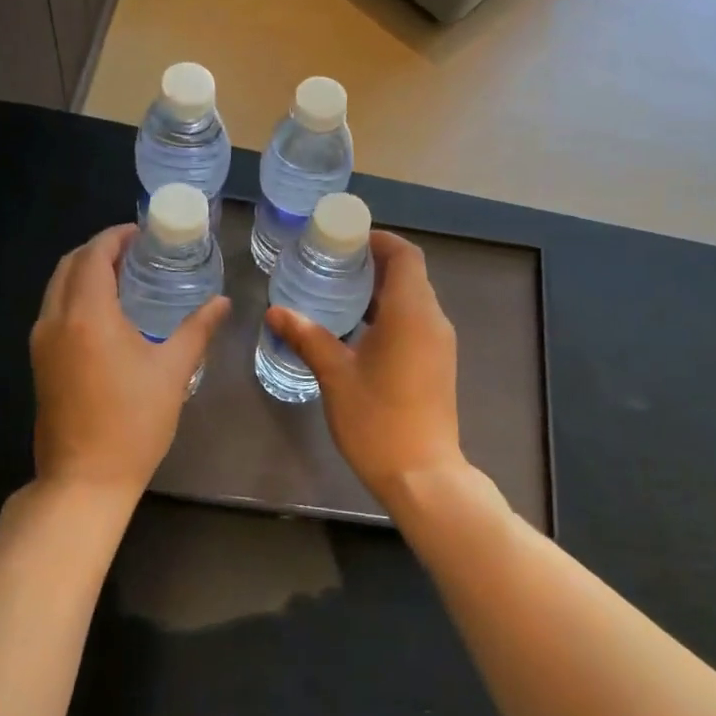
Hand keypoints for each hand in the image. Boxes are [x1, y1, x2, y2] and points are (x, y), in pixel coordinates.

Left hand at [30, 225, 229, 504]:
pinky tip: (107, 311)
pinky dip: (76, 294)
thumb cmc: (133, 422)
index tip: (142, 232)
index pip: (95, 256)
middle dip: (100, 250)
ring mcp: (42, 342)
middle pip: (70, 265)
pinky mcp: (39, 362)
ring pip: (57, 287)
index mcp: (88, 315)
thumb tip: (223, 302)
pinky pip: (54, 309)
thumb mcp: (173, 371)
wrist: (84, 479)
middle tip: (136, 250)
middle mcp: (56, 320)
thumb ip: (198, 329)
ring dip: (85, 272)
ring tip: (124, 275)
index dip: (116, 237)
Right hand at [264, 231, 465, 506]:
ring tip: (340, 292)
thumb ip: (308, 337)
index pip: (404, 255)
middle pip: (410, 274)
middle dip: (375, 263)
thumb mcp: (335, 375)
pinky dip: (391, 313)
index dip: (379, 241)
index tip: (347, 240)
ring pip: (414, 299)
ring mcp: (440, 343)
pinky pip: (417, 321)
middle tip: (333, 264)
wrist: (423, 475)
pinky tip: (359, 329)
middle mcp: (433, 320)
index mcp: (411, 313)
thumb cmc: (377, 420)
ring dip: (382, 289)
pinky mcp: (438, 363)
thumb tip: (275, 311)